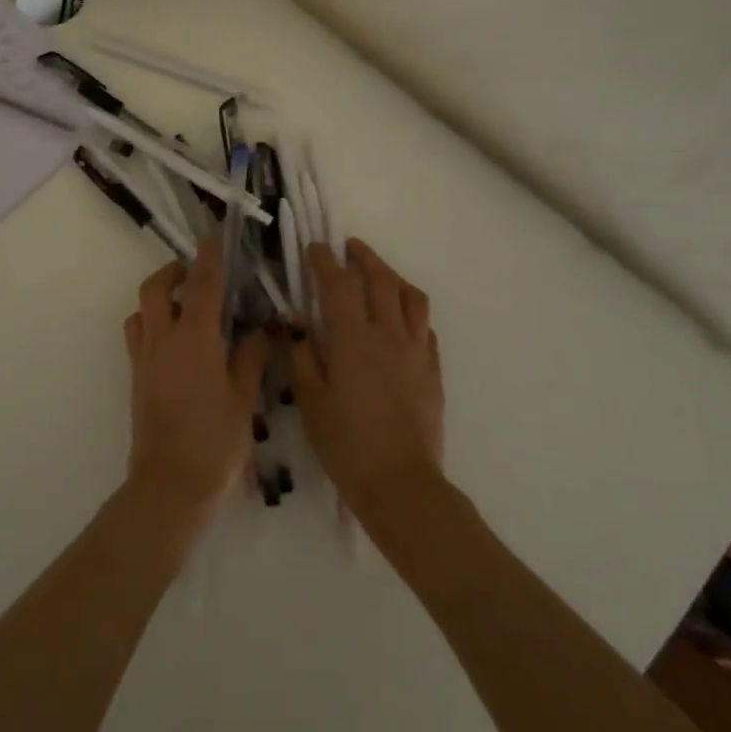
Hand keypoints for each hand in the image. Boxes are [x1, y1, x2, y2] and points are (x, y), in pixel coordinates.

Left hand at [123, 238, 265, 514]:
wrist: (169, 484)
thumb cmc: (215, 442)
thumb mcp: (244, 398)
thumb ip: (251, 357)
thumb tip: (261, 329)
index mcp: (195, 340)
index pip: (203, 285)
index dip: (210, 257)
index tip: (214, 237)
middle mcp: (163, 340)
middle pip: (156, 288)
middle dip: (173, 271)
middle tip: (195, 271)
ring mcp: (145, 359)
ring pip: (141, 310)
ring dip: (159, 297)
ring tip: (184, 305)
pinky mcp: (136, 378)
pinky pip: (137, 336)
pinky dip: (150, 323)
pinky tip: (174, 341)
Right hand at [290, 238, 443, 522]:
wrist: (400, 484)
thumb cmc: (346, 444)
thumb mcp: (310, 402)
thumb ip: (303, 358)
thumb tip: (297, 328)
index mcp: (353, 339)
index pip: (338, 285)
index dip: (324, 261)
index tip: (314, 248)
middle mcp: (388, 335)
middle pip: (381, 280)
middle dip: (363, 257)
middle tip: (348, 247)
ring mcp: (416, 351)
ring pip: (411, 297)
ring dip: (393, 276)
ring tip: (379, 273)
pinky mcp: (433, 370)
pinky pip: (425, 327)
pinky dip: (410, 310)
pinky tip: (400, 318)